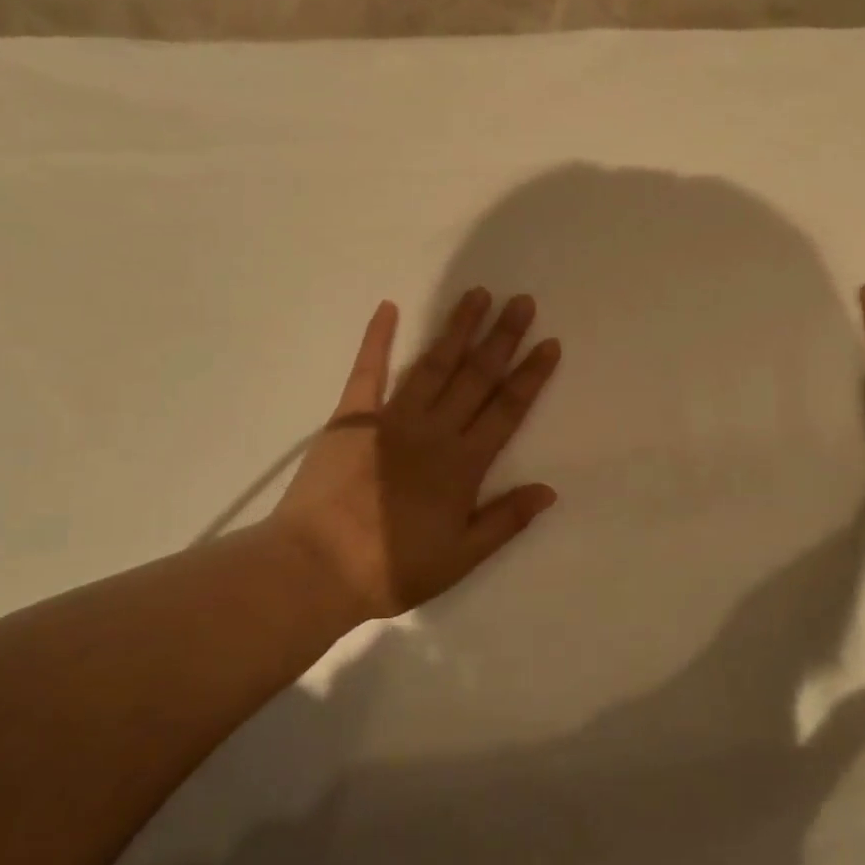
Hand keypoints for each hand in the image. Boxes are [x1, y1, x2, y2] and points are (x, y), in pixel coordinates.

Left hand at [270, 290, 562, 622]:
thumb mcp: (460, 557)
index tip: (548, 343)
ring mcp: (390, 419)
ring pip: (434, 365)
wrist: (316, 568)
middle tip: (521, 302)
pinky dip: (377, 338)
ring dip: (457, 329)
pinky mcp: (350, 418)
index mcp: (462, 464)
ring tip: (477, 295)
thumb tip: (549, 490)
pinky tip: (388, 308)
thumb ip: (505, 520)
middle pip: (476, 377)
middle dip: (502, 338)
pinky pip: (367, 370)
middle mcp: (433, 431)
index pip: (506, 410)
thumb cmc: (391, 568)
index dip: (530, 376)